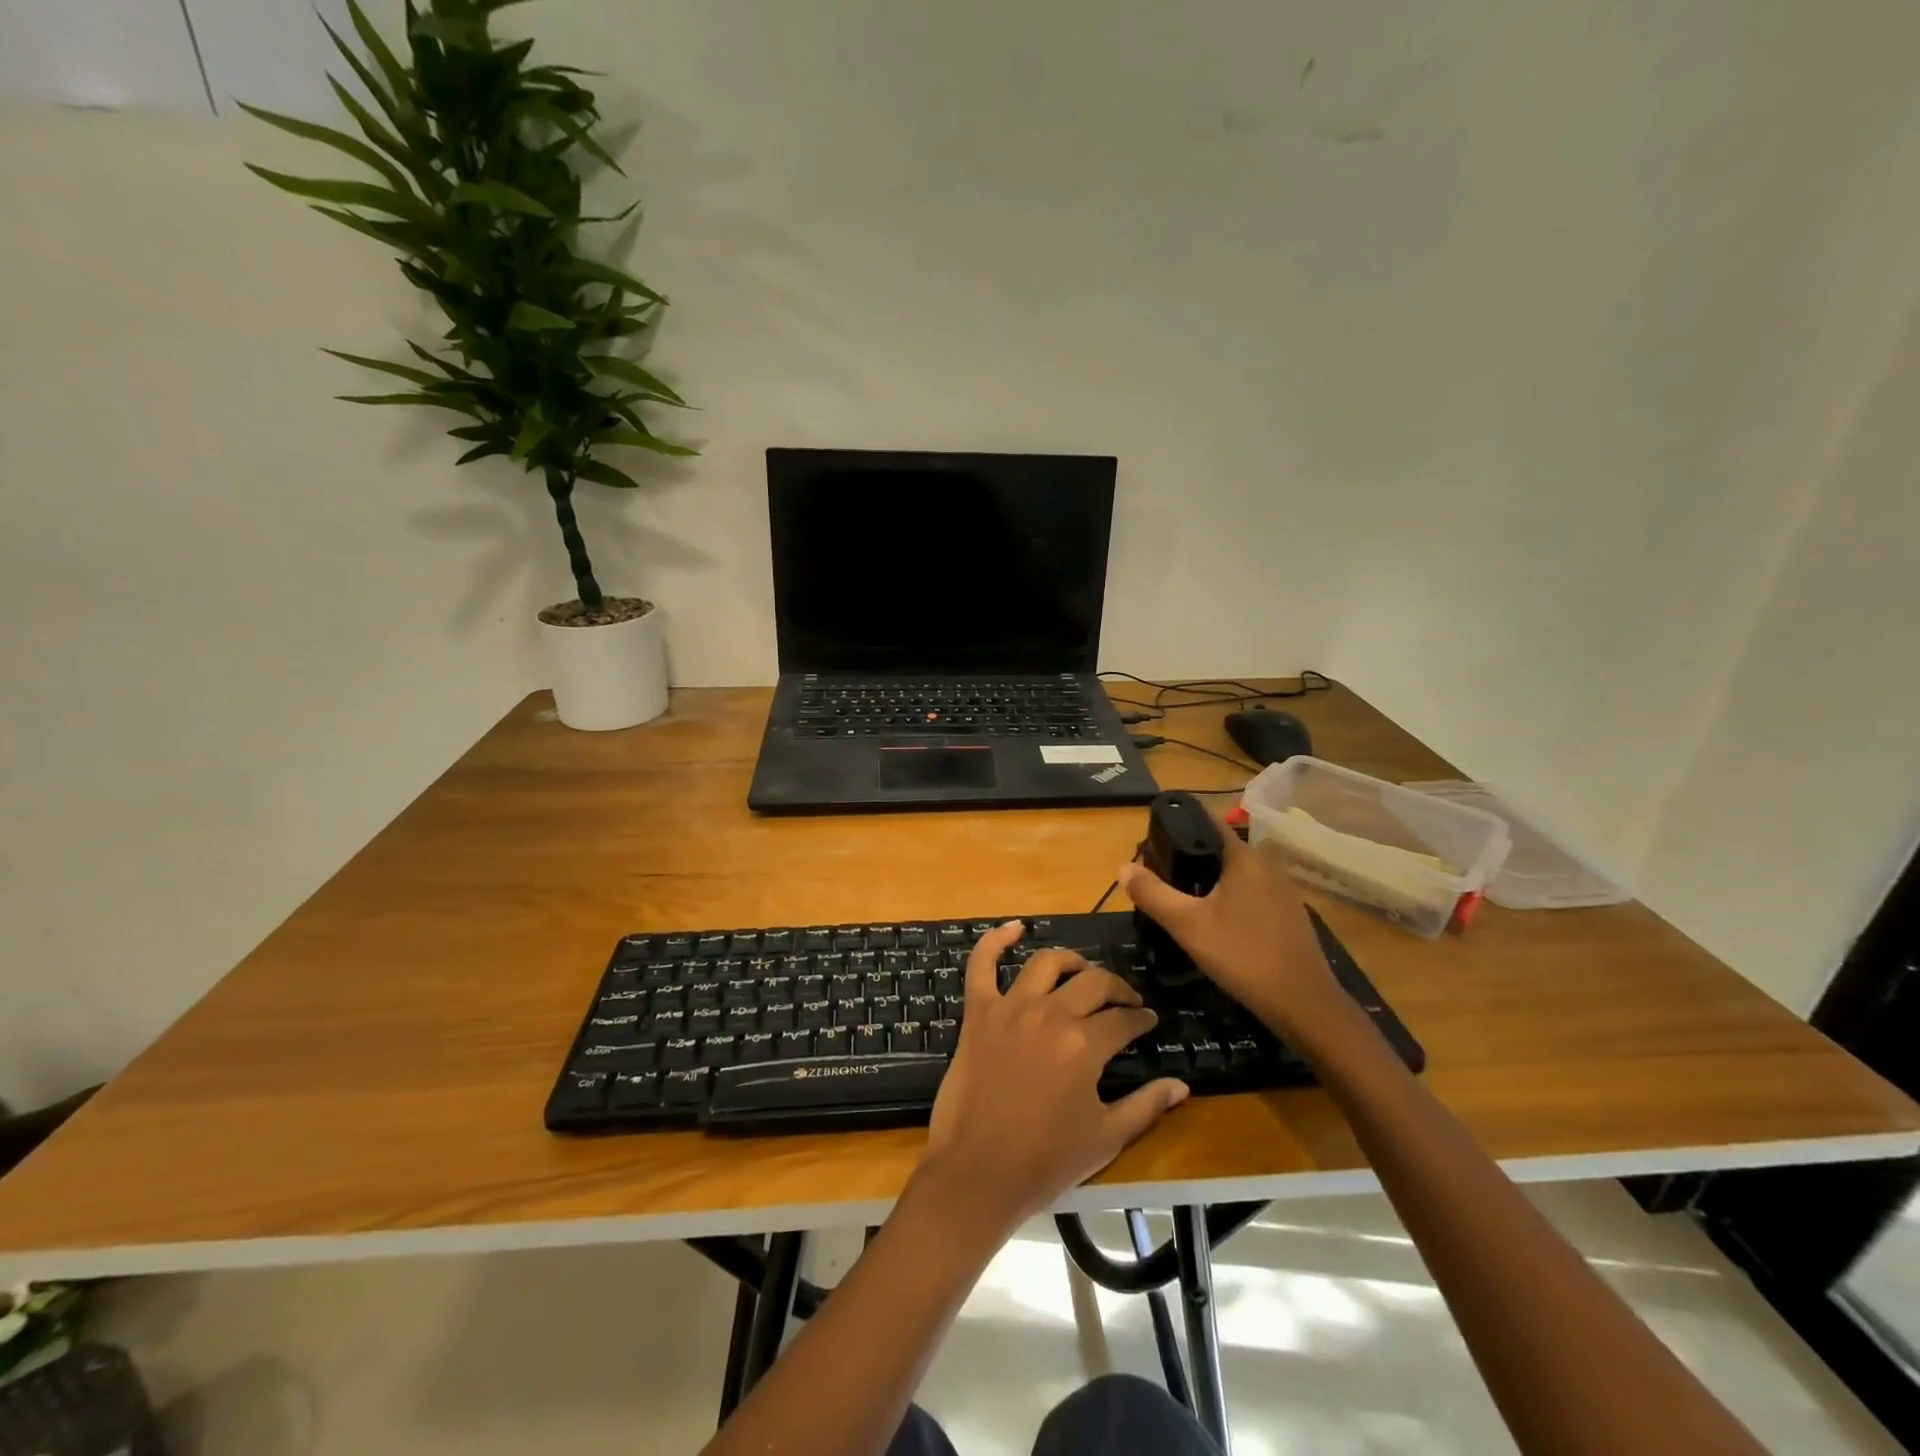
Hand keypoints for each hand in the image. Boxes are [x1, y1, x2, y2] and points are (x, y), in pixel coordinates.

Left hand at [920, 920, 1189, 1232]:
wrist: (977, 1173)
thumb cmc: (1045, 1161)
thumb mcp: (1105, 1138)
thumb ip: (1146, 1106)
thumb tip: (1181, 1085)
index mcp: (1084, 1044)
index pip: (1124, 1018)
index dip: (1141, 1017)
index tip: (1148, 1020)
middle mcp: (1050, 1014)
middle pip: (1093, 983)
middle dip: (1116, 988)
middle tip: (1124, 1000)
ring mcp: (1010, 1008)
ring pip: (1046, 963)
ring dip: (1070, 961)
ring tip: (1082, 971)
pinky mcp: (978, 1012)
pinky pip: (982, 965)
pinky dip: (995, 941)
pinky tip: (1014, 928)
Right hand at [1120, 829, 1356, 1043]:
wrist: (1303, 1003)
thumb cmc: (1242, 955)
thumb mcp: (1187, 925)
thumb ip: (1153, 893)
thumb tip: (1123, 867)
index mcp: (1245, 857)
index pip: (1209, 822)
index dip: (1181, 824)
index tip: (1156, 837)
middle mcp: (1268, 864)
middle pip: (1222, 848)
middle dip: (1194, 856)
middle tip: (1164, 875)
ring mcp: (1284, 889)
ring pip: (1239, 872)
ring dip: (1214, 879)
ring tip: (1185, 898)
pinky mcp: (1290, 913)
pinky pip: (1253, 892)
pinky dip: (1233, 897)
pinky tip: (1218, 921)